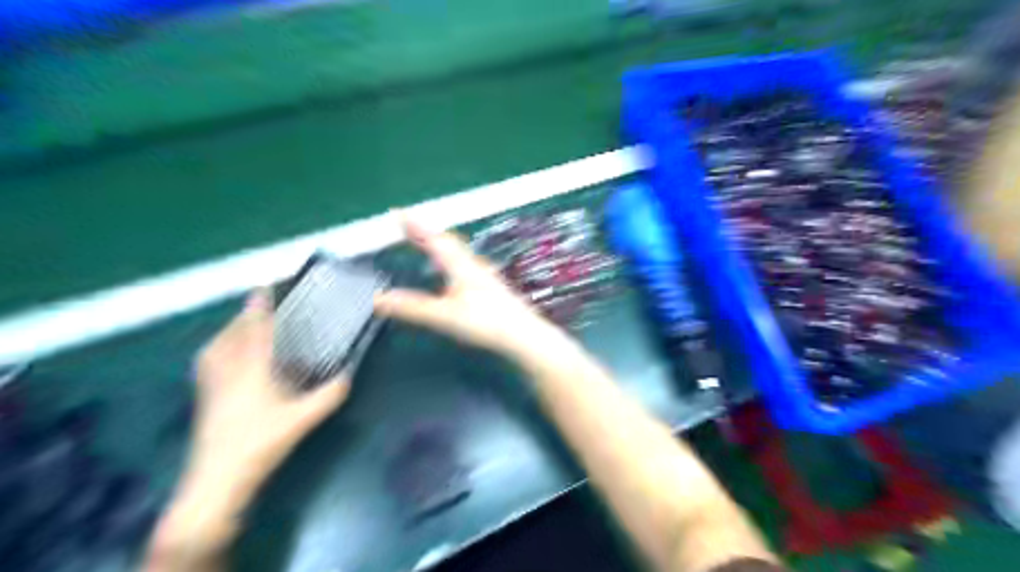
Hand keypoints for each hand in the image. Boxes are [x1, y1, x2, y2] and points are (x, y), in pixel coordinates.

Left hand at [186, 291, 350, 500]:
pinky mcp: (204, 397)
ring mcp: (211, 384)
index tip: (265, 285)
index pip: (255, 328)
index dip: (259, 305)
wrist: (215, 480)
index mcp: (252, 369)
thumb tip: (349, 375)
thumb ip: (329, 395)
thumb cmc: (259, 444)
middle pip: (233, 332)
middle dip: (247, 314)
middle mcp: (227, 369)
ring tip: (247, 324)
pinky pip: (209, 361)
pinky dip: (218, 348)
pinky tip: (226, 355)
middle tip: (264, 304)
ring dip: (231, 329)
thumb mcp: (302, 420)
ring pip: (217, 345)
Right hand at [374, 220, 559, 356]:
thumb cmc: (487, 323)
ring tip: (424, 242)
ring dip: (439, 244)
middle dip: (425, 231)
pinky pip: (464, 264)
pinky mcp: (490, 287)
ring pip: (457, 252)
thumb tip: (379, 299)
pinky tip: (451, 272)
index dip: (415, 225)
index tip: (397, 212)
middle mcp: (472, 264)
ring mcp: (483, 275)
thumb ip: (412, 308)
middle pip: (446, 241)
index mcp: (460, 265)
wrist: (524, 335)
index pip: (434, 238)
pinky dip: (449, 259)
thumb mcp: (445, 316)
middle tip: (407, 225)